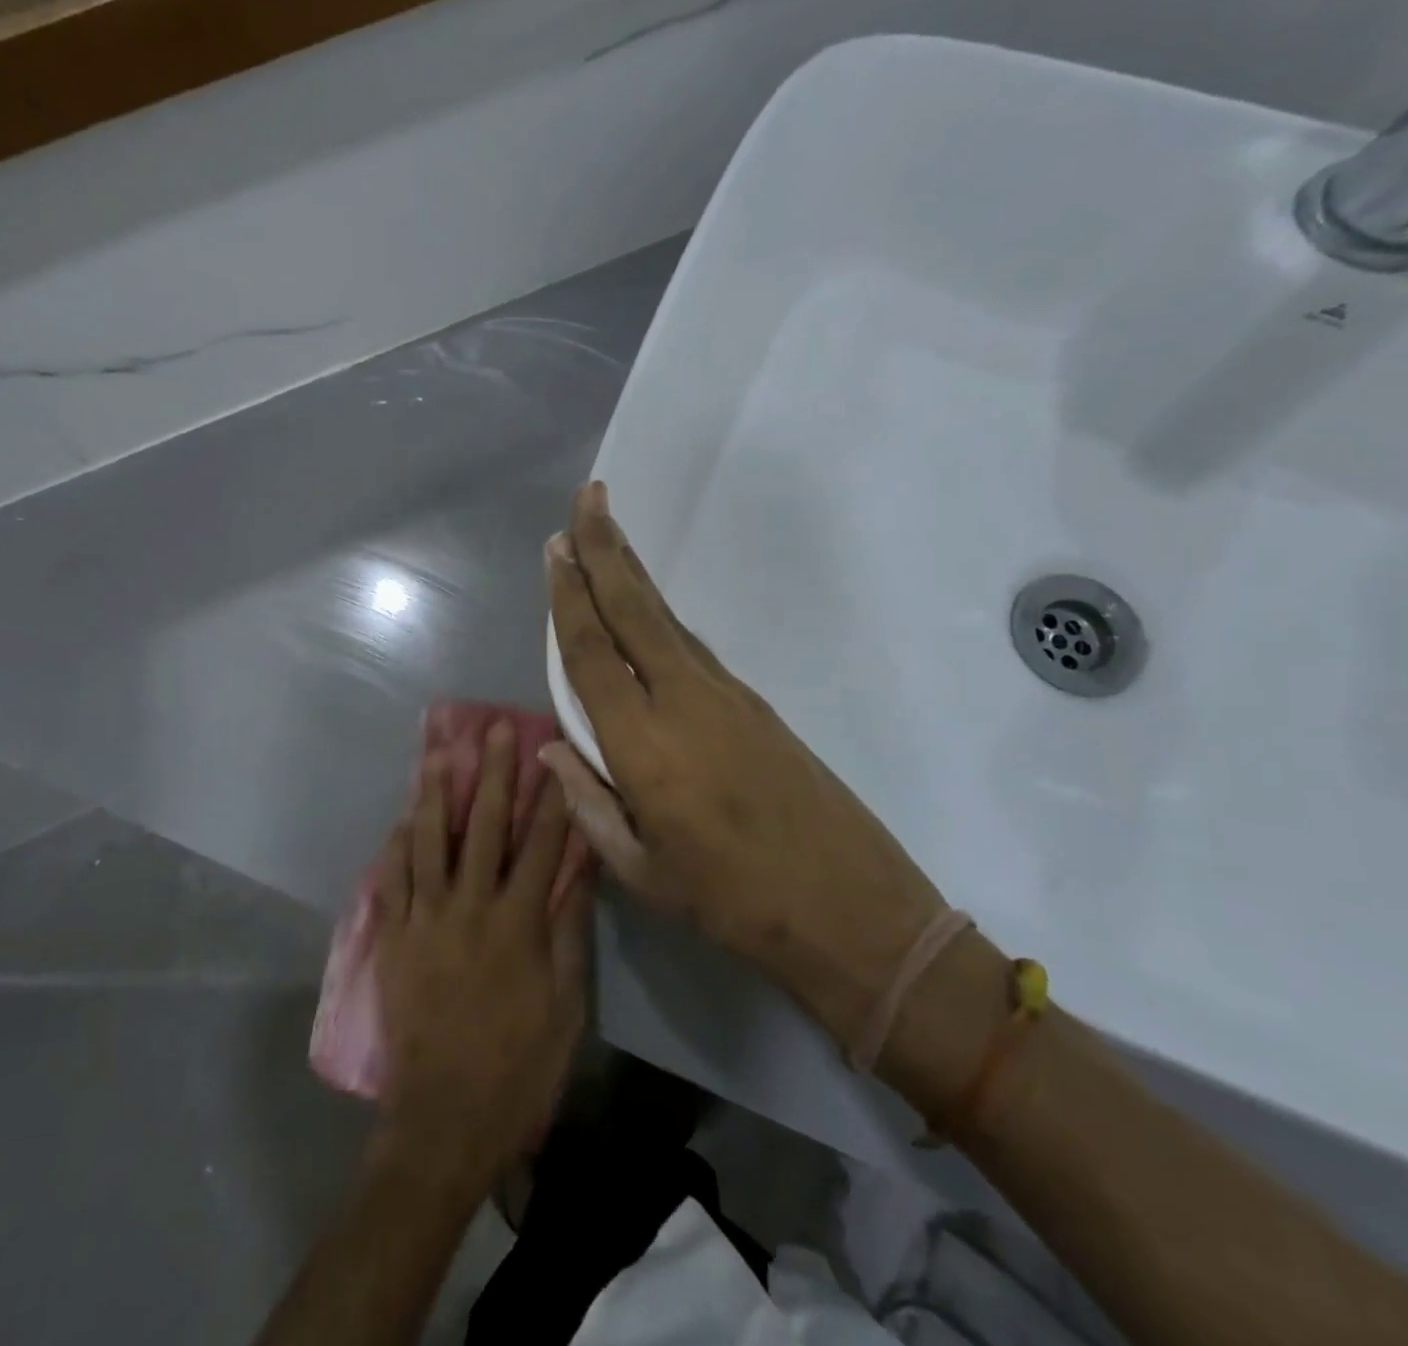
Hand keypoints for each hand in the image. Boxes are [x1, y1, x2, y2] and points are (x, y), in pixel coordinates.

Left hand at [372, 722, 592, 1191]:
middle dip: (493, 774)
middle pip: (485, 827)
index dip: (551, 798)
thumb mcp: (566, 1007)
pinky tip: (401, 820)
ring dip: (434, 794)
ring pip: (429, 842)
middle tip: (494, 729)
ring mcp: (425, 920)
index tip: (555, 756)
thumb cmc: (518, 1067)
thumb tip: (579, 874)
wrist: (445, 1120)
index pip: (541, 845)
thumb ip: (569, 934)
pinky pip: (391, 881)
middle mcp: (469, 907)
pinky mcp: (392, 939)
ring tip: (436, 755)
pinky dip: (396, 847)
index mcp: (517, 923)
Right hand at [543, 482, 946, 1039]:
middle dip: (606, 550)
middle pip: (635, 611)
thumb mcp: (643, 872)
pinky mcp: (754, 704)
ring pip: (666, 620)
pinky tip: (646, 610)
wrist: (853, 908)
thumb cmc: (734, 902)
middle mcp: (684, 702)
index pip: (593, 654)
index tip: (555, 548)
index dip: (569, 598)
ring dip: (633, 575)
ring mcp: (727, 697)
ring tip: (607, 537)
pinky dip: (660, 617)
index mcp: (645, 746)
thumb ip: (589, 804)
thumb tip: (554, 749)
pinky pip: (692, 647)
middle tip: (589, 498)